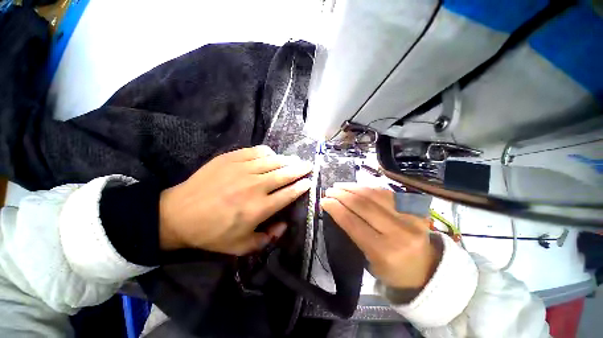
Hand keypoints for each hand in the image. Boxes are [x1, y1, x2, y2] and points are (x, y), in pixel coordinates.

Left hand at [159, 145, 311, 255]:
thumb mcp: (240, 247)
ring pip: (273, 161)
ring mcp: (243, 169)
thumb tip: (284, 224)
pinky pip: (256, 151)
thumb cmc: (211, 233)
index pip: (288, 194)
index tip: (309, 182)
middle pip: (285, 174)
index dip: (301, 187)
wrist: (179, 214)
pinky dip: (268, 152)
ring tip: (295, 159)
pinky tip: (271, 155)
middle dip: (300, 169)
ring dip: (287, 160)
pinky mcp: (231, 159)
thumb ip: (267, 238)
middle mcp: (255, 186)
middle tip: (309, 165)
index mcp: (259, 208)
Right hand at [320, 184, 441, 291]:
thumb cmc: (392, 270)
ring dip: (353, 187)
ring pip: (374, 194)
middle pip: (363, 205)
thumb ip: (353, 233)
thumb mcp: (368, 260)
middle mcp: (399, 232)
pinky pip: (387, 192)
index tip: (323, 200)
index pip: (352, 222)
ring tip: (340, 185)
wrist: (426, 269)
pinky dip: (368, 187)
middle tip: (329, 190)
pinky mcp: (416, 209)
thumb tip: (336, 209)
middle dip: (342, 194)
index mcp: (384, 252)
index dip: (335, 208)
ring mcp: (411, 217)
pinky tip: (358, 186)